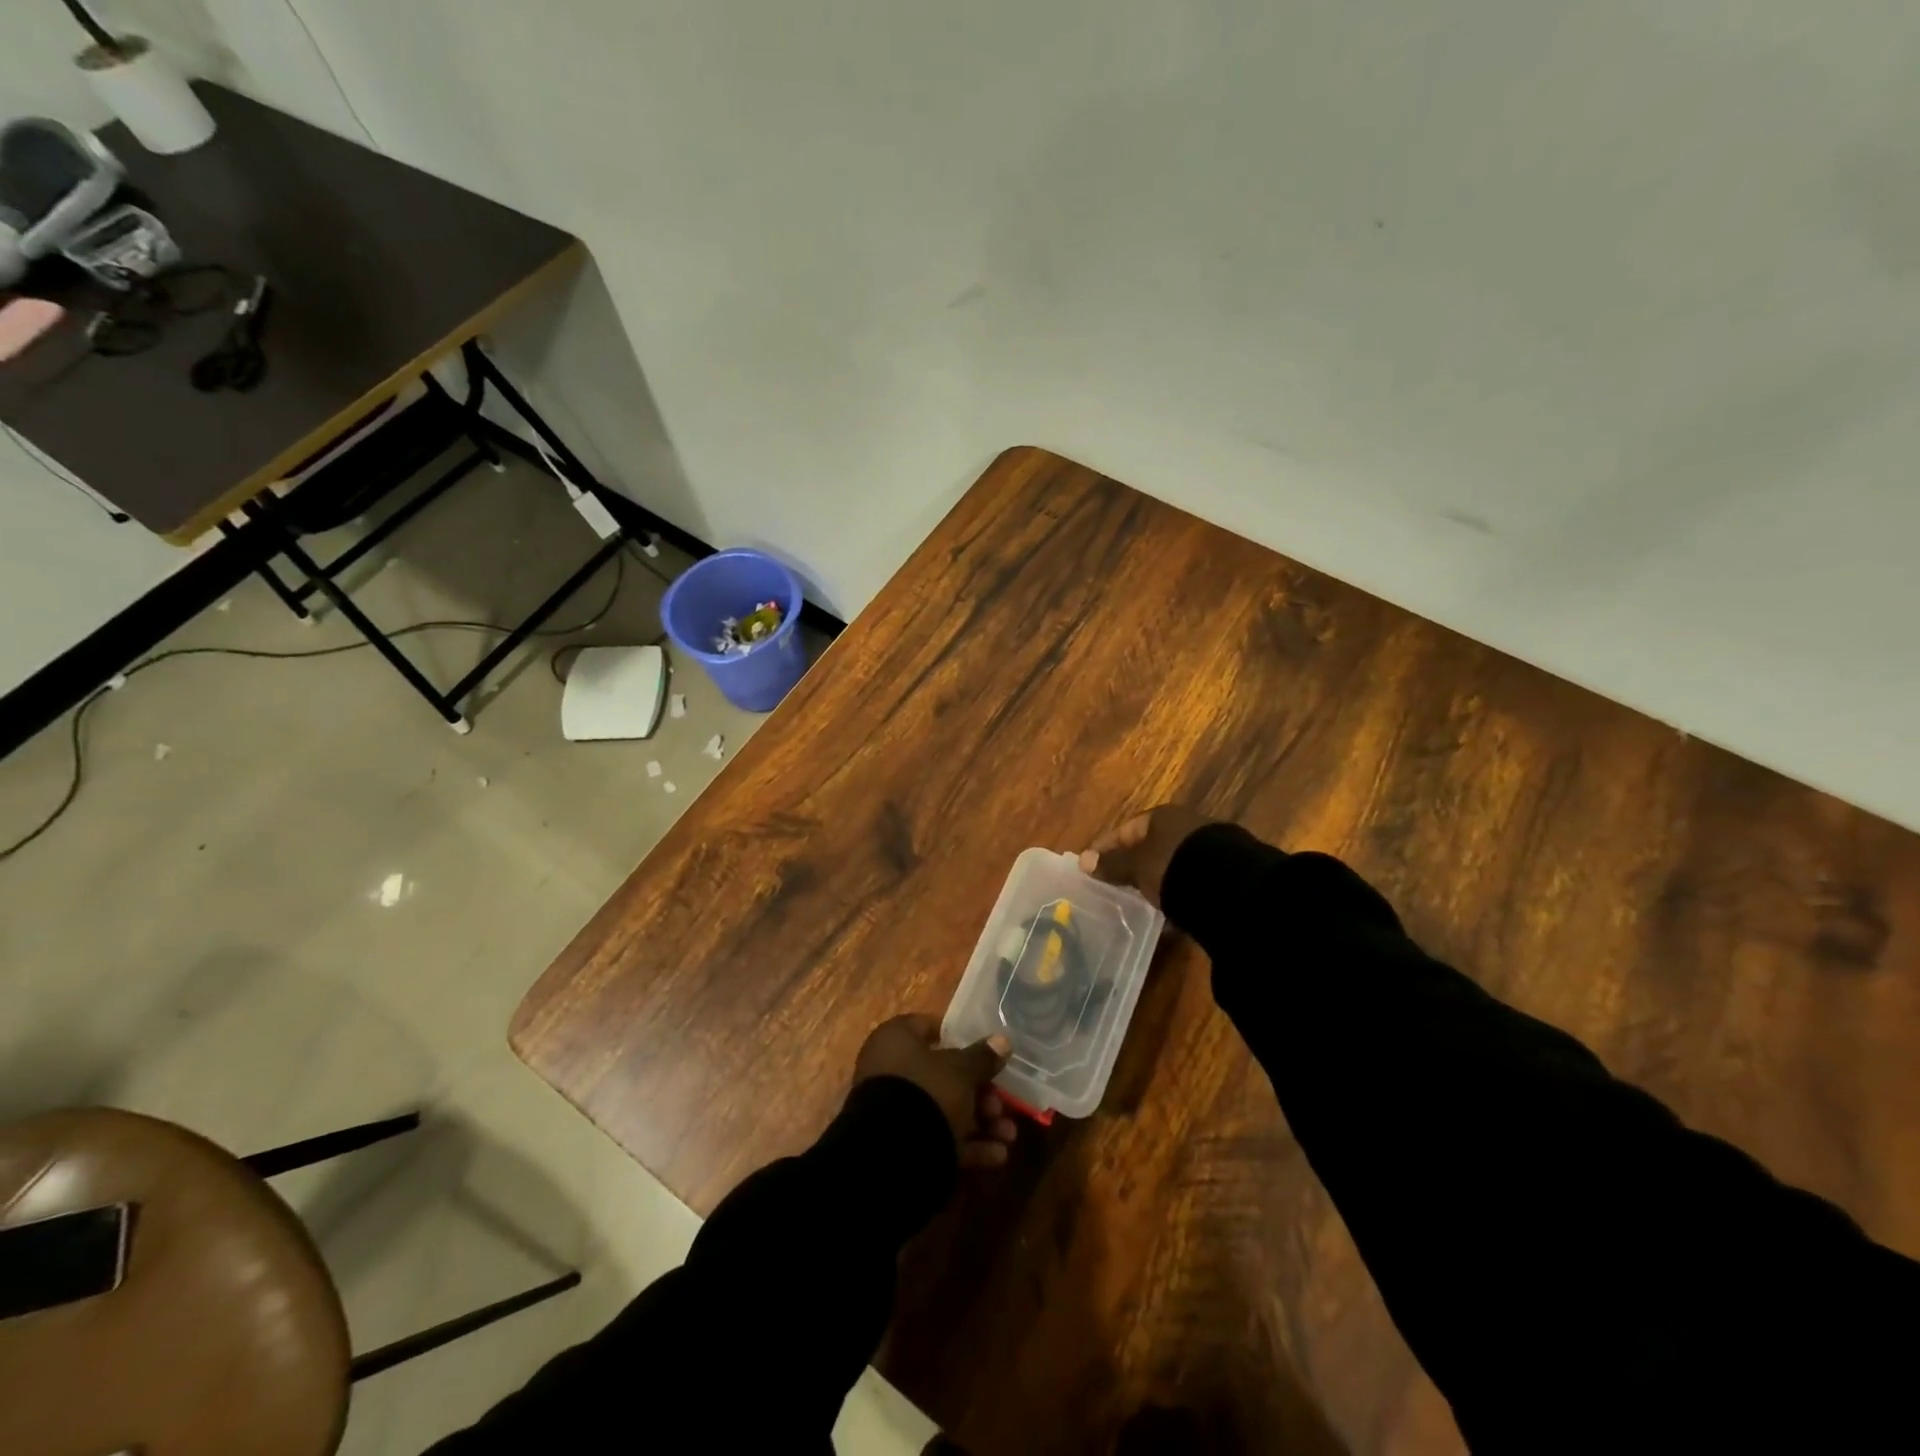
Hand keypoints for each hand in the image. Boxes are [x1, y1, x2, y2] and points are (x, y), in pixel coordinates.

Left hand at [854, 1015, 1019, 1167]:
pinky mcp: (899, 1144)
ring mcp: (892, 1109)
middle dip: (979, 1093)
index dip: (957, 1038)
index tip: (984, 1052)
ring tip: (1008, 1136)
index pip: (927, 1027)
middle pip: (942, 1075)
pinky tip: (997, 1156)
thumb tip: (1003, 1040)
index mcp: (895, 1040)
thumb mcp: (961, 1071)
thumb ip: (983, 1057)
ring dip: (979, 1122)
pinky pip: (936, 1137)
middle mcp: (889, 1070)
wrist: (891, 1155)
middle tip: (1002, 1105)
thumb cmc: (926, 1092)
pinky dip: (965, 1145)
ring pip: (942, 1109)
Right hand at [1078, 804, 1216, 908]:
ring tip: (1140, 900)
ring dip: (1157, 878)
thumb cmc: (1174, 867)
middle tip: (1114, 884)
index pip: (1126, 830)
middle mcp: (1186, 825)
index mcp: (1162, 816)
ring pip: (1172, 862)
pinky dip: (1178, 891)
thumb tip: (1082, 861)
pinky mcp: (1226, 872)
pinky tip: (1171, 910)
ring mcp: (1209, 847)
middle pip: (1151, 844)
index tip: (1090, 865)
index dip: (1106, 847)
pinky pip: (1190, 880)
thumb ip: (1112, 864)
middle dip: (1133, 863)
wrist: (1232, 887)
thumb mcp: (1137, 866)